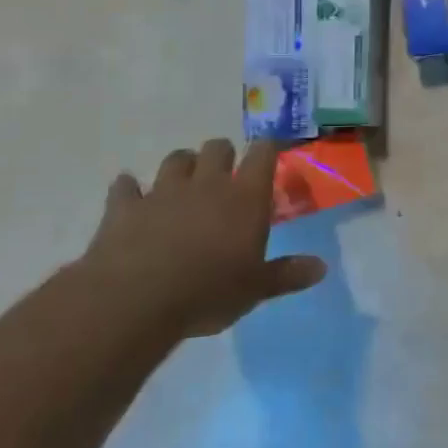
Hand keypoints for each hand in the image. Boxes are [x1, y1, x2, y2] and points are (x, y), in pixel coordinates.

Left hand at [78, 138, 325, 338]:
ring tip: (184, 184)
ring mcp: (163, 191)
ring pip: (175, 159)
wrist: (136, 300)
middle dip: (222, 155)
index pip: (262, 154)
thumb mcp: (255, 289)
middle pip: (217, 147)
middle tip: (224, 177)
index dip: (267, 149)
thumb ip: (287, 274)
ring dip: (182, 167)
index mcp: (245, 197)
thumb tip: (321, 267)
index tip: (269, 155)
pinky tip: (131, 197)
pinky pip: (126, 186)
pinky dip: (129, 189)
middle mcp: (206, 184)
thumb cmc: (208, 292)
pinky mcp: (125, 207)